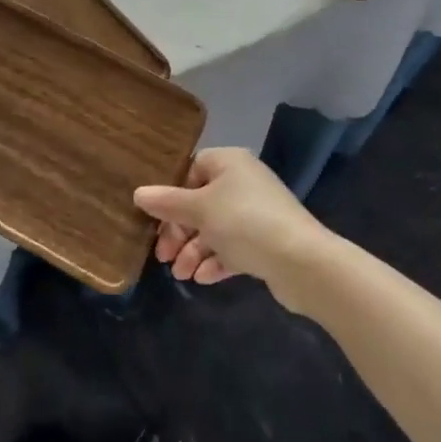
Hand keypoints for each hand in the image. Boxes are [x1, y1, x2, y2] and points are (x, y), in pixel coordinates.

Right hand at [133, 148, 338, 306]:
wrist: (302, 262)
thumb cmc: (244, 222)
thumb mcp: (199, 210)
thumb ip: (167, 202)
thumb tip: (139, 193)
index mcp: (229, 162)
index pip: (191, 168)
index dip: (172, 192)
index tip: (156, 217)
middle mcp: (243, 182)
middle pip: (200, 202)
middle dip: (179, 230)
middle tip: (163, 256)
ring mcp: (256, 212)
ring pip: (215, 228)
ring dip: (194, 250)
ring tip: (180, 275)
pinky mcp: (265, 241)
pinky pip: (232, 247)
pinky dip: (215, 261)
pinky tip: (201, 279)